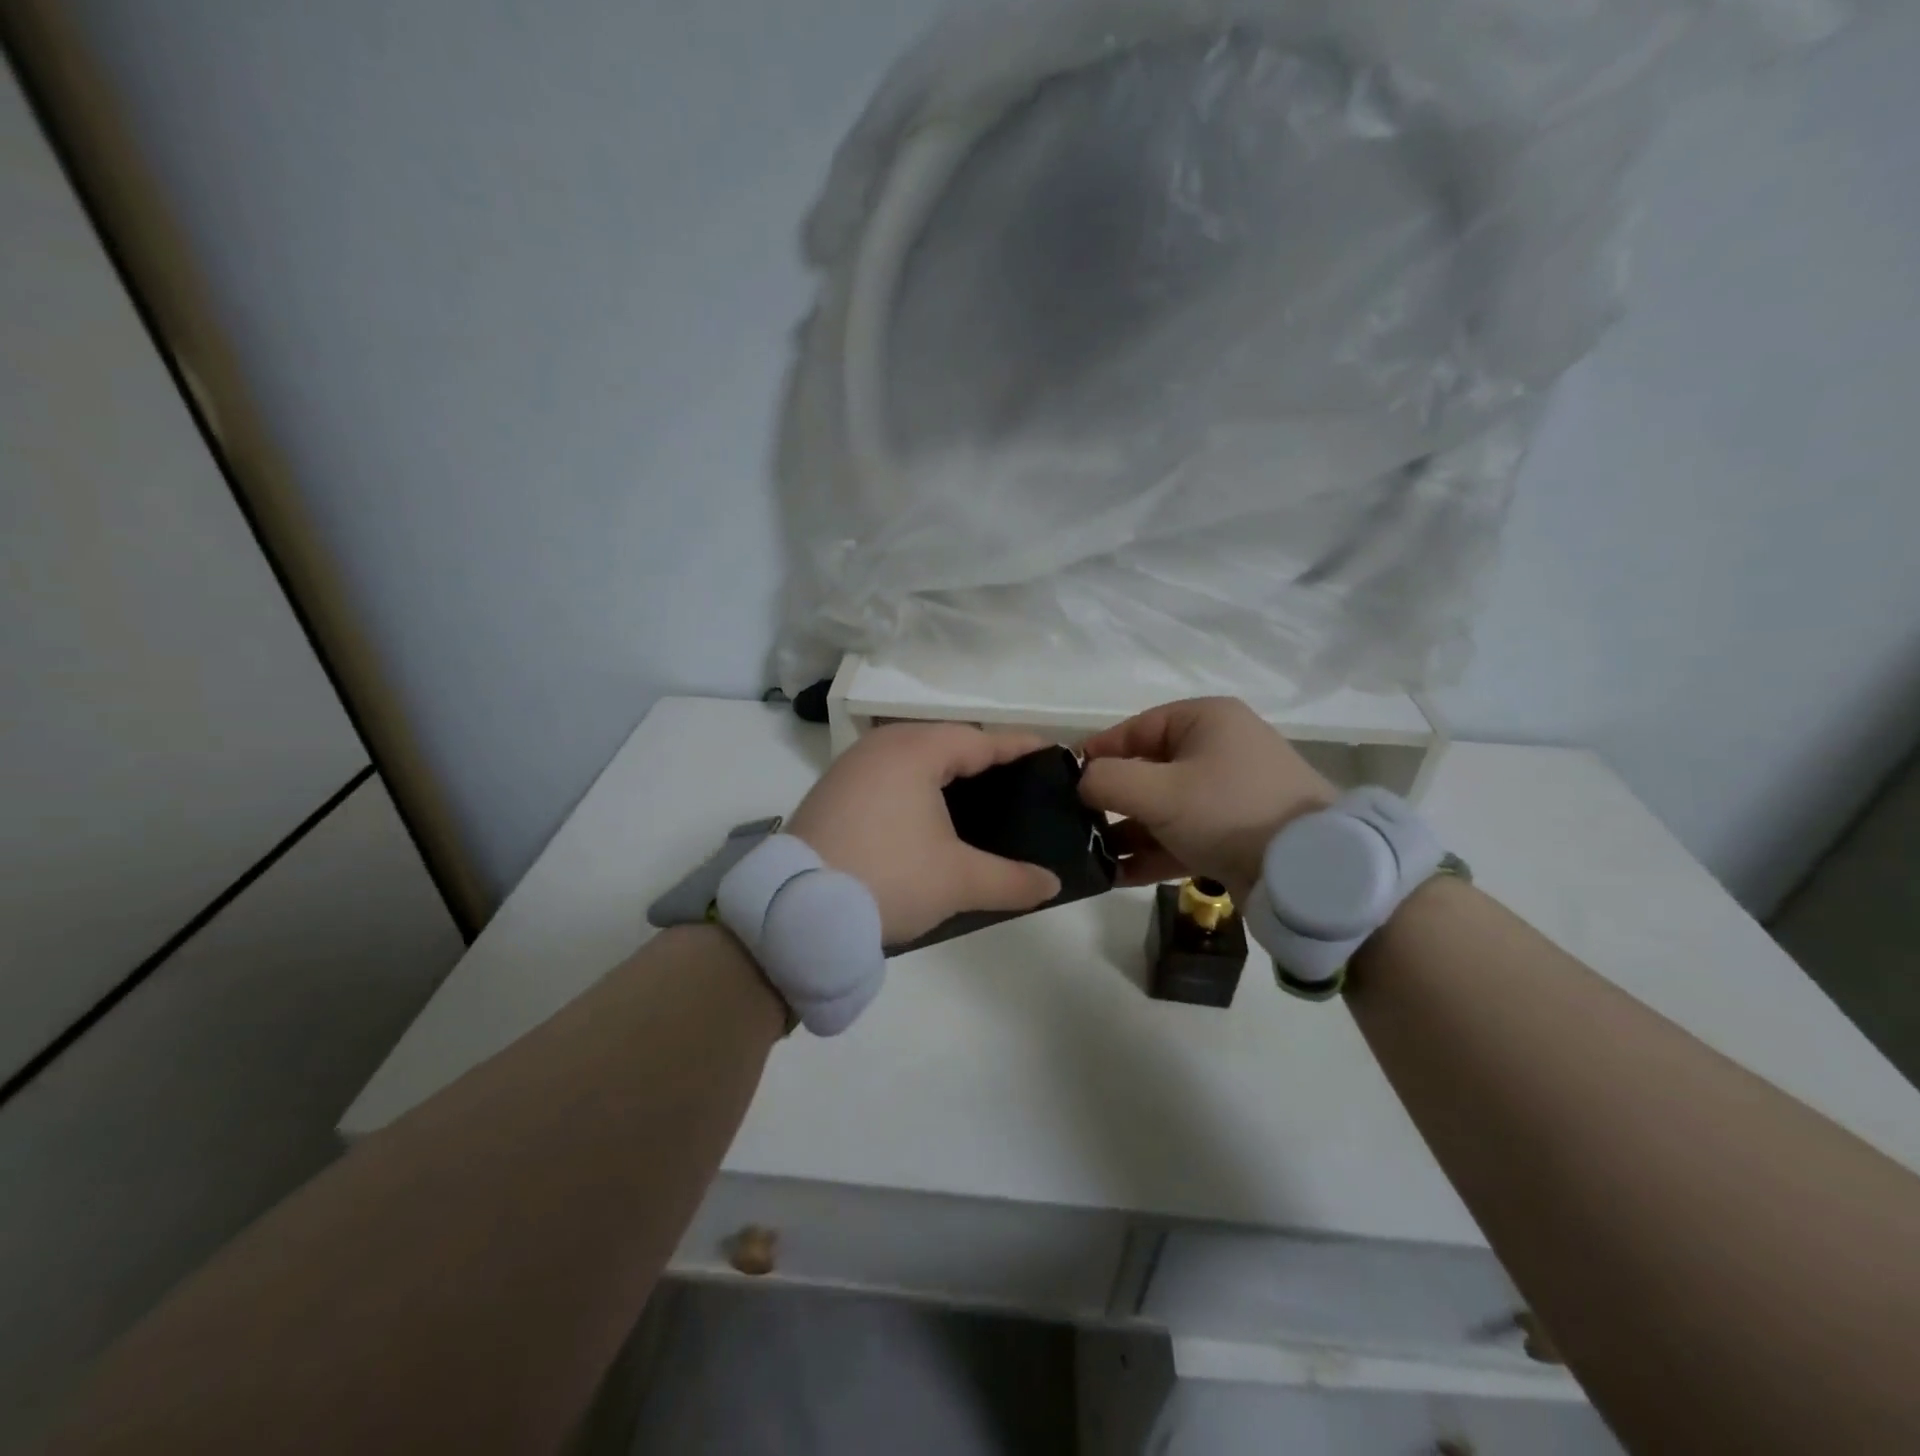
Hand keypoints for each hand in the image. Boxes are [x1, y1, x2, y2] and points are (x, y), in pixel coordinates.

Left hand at [787, 723, 1062, 944]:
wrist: (796, 910)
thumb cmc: (888, 878)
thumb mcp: (957, 881)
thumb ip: (1011, 880)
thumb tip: (1052, 884)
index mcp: (915, 750)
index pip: (980, 740)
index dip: (1018, 747)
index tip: (1051, 752)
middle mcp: (881, 746)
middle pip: (944, 740)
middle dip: (981, 756)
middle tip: (1016, 781)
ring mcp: (851, 766)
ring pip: (911, 755)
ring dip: (944, 769)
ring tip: (976, 796)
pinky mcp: (832, 790)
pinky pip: (886, 772)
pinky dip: (913, 783)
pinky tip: (924, 812)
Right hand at [1079, 697, 1335, 901]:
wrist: (1309, 871)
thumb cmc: (1228, 812)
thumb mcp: (1158, 791)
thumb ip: (1107, 780)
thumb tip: (1080, 782)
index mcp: (1205, 721)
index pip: (1135, 728)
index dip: (1097, 753)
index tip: (1064, 781)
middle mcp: (1218, 749)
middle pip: (1147, 770)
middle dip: (1110, 800)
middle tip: (1074, 824)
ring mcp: (1228, 793)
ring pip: (1162, 807)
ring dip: (1126, 831)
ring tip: (1089, 855)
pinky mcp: (1234, 832)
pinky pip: (1182, 835)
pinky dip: (1151, 852)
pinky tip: (1115, 875)